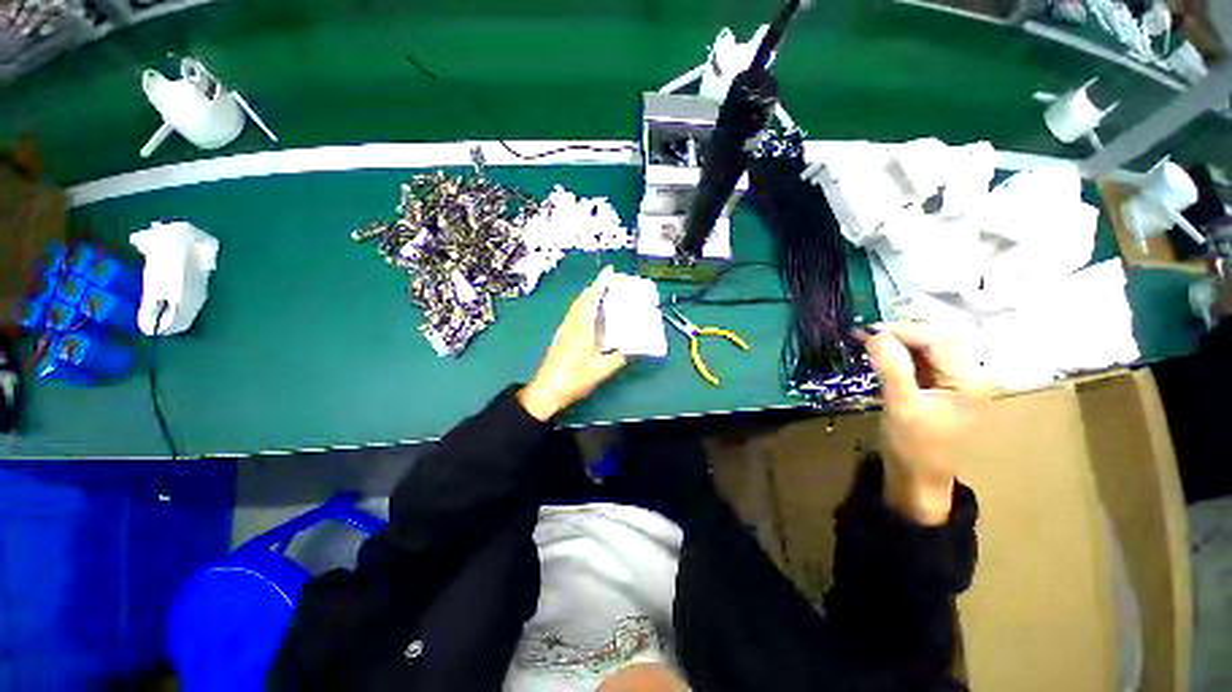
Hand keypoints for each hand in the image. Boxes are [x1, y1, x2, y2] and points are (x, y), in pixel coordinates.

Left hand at [518, 267, 626, 420]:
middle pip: (583, 299)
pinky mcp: (561, 337)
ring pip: (577, 306)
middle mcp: (571, 324)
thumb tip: (632, 349)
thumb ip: (619, 358)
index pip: (592, 299)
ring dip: (590, 296)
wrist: (547, 390)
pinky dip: (585, 307)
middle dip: (596, 287)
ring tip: (604, 294)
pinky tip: (592, 316)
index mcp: (582, 327)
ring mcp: (564, 330)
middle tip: (611, 282)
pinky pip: (575, 314)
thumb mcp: (602, 370)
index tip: (610, 271)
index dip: (601, 283)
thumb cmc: (574, 378)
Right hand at [860, 322, 988, 525]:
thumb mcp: (901, 405)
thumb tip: (875, 334)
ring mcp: (953, 379)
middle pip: (936, 338)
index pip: (938, 340)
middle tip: (867, 333)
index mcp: (968, 379)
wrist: (917, 478)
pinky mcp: (938, 385)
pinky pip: (920, 359)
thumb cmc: (913, 446)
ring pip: (927, 346)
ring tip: (869, 340)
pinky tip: (880, 352)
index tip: (868, 330)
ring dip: (899, 340)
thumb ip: (891, 367)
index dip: (903, 330)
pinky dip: (899, 352)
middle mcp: (967, 374)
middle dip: (901, 332)